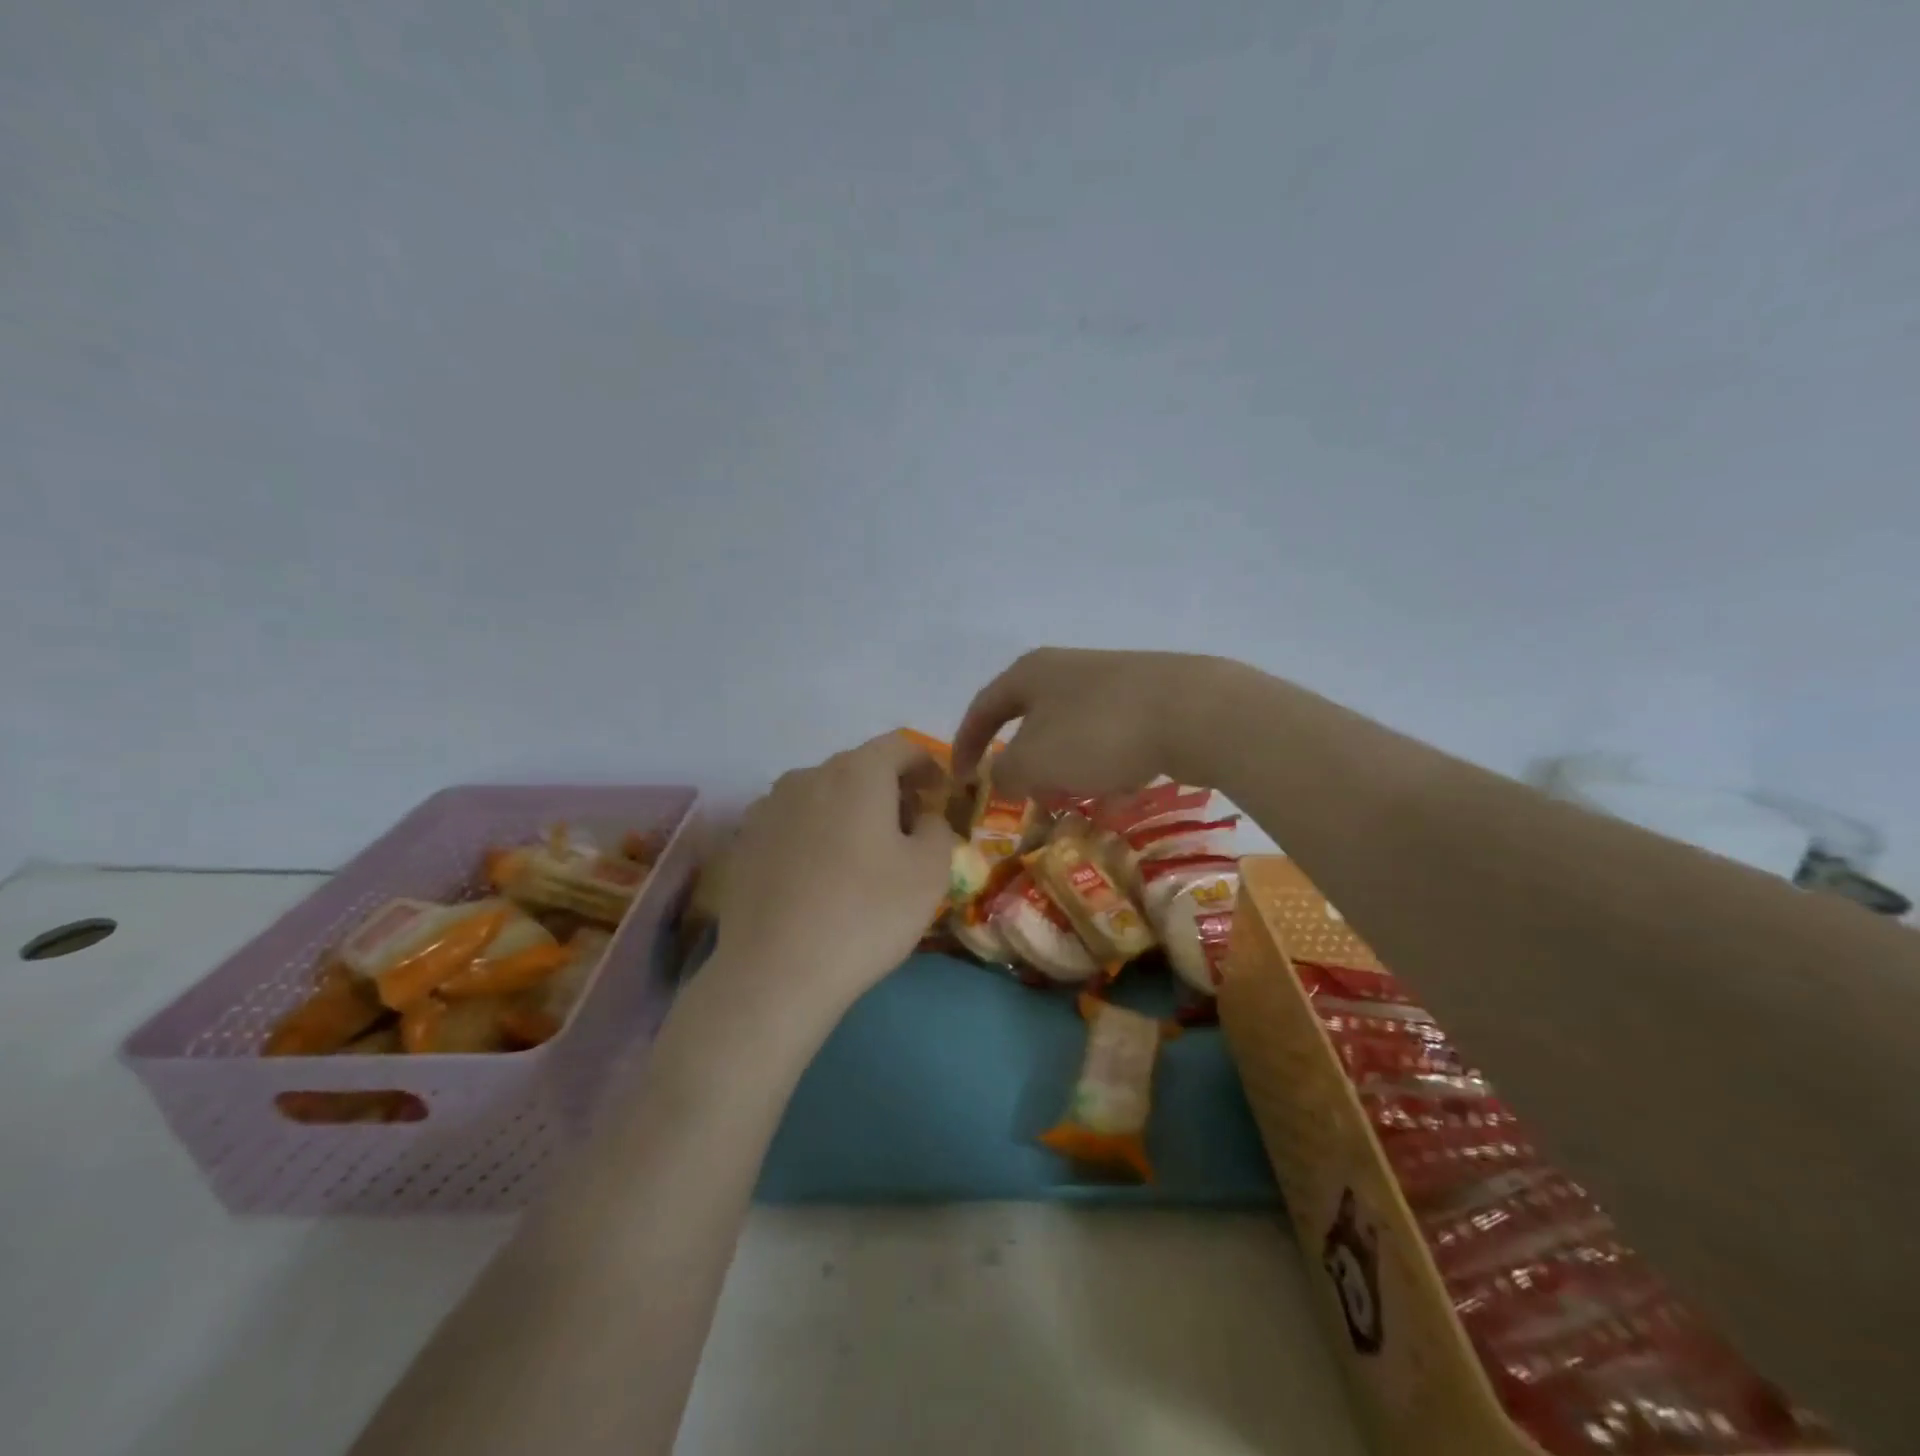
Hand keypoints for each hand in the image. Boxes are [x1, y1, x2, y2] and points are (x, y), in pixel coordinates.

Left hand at [713, 734, 956, 1027]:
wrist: (775, 972)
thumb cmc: (866, 914)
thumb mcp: (930, 872)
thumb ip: (938, 828)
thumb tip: (922, 817)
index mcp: (857, 773)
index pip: (900, 746)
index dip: (927, 765)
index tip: (940, 795)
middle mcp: (808, 775)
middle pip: (859, 768)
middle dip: (889, 790)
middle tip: (908, 831)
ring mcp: (768, 807)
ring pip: (822, 795)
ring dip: (849, 812)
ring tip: (861, 856)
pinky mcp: (743, 841)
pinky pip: (792, 823)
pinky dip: (815, 835)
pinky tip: (819, 876)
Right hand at [952, 648, 1230, 796]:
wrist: (1193, 712)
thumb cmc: (1097, 733)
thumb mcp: (1034, 761)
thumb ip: (1005, 774)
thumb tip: (1000, 777)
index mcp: (1030, 674)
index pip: (983, 708)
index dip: (966, 744)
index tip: (959, 779)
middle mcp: (1067, 669)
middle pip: (1029, 718)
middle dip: (1021, 760)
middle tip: (1019, 793)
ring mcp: (1111, 680)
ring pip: (1070, 730)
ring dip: (1063, 766)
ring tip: (1070, 798)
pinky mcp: (1148, 698)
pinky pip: (1108, 737)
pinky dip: (1101, 764)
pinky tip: (1117, 787)